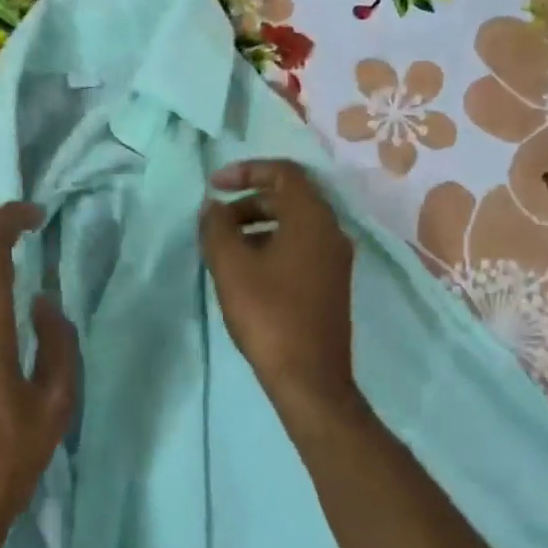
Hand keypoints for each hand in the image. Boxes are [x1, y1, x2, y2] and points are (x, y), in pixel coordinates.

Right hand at [199, 160, 361, 425]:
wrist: (309, 377)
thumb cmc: (268, 315)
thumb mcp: (231, 267)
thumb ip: (216, 228)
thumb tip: (212, 207)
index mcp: (312, 218)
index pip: (284, 172)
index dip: (246, 171)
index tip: (214, 186)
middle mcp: (332, 231)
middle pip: (290, 198)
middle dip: (248, 202)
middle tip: (215, 222)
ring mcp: (335, 260)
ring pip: (294, 225)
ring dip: (258, 226)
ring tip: (224, 248)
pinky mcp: (331, 284)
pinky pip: (300, 248)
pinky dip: (272, 246)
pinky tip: (247, 272)